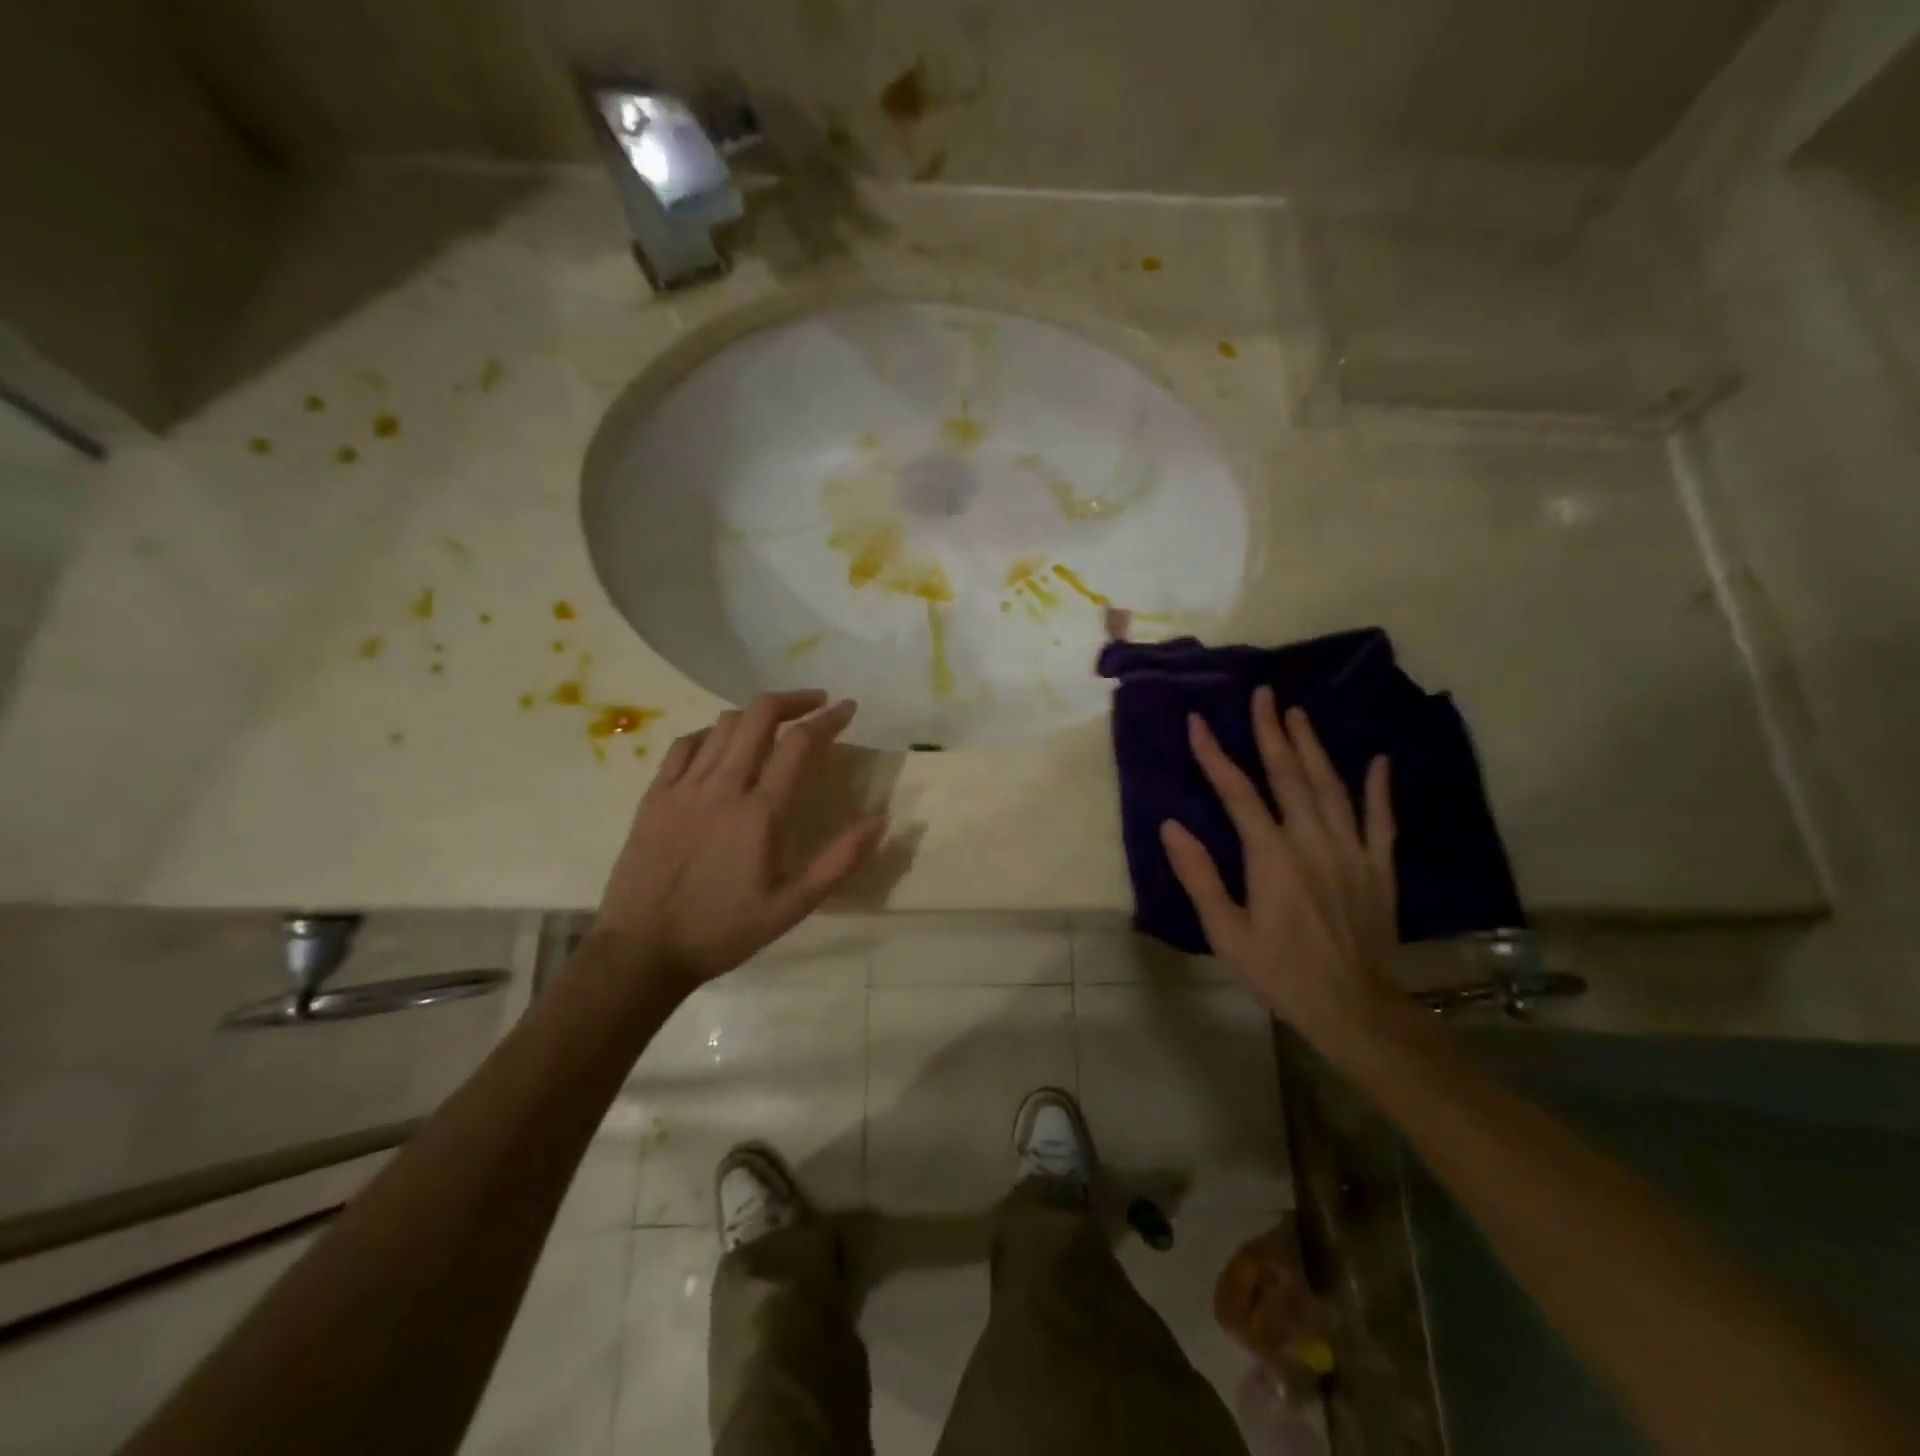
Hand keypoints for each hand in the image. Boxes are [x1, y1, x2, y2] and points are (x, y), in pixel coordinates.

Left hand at [595, 690, 886, 990]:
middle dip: (794, 700)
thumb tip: (880, 820)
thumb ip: (839, 861)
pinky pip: (685, 745)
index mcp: (760, 812)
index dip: (828, 719)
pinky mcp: (655, 796)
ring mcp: (683, 787)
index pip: (800, 744)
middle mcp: (722, 787)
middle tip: (816, 705)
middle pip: (759, 716)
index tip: (847, 708)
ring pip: (723, 725)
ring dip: (756, 715)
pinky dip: (712, 734)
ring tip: (776, 725)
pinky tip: (722, 744)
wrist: (643, 951)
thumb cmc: (723, 931)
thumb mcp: (793, 907)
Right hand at [1158, 688, 1398, 1046]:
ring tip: (1298, 714)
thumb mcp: (1226, 933)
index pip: (1237, 792)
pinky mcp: (1378, 867)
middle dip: (1271, 732)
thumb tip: (1171, 826)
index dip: (1214, 755)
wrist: (1353, 1008)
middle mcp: (1313, 842)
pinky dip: (1378, 788)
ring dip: (1312, 747)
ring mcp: (1351, 851)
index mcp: (1271, 856)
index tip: (1198, 723)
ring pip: (1330, 787)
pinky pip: (1380, 819)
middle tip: (1263, 695)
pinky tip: (1377, 760)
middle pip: (1289, 775)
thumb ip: (1199, 876)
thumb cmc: (1279, 972)